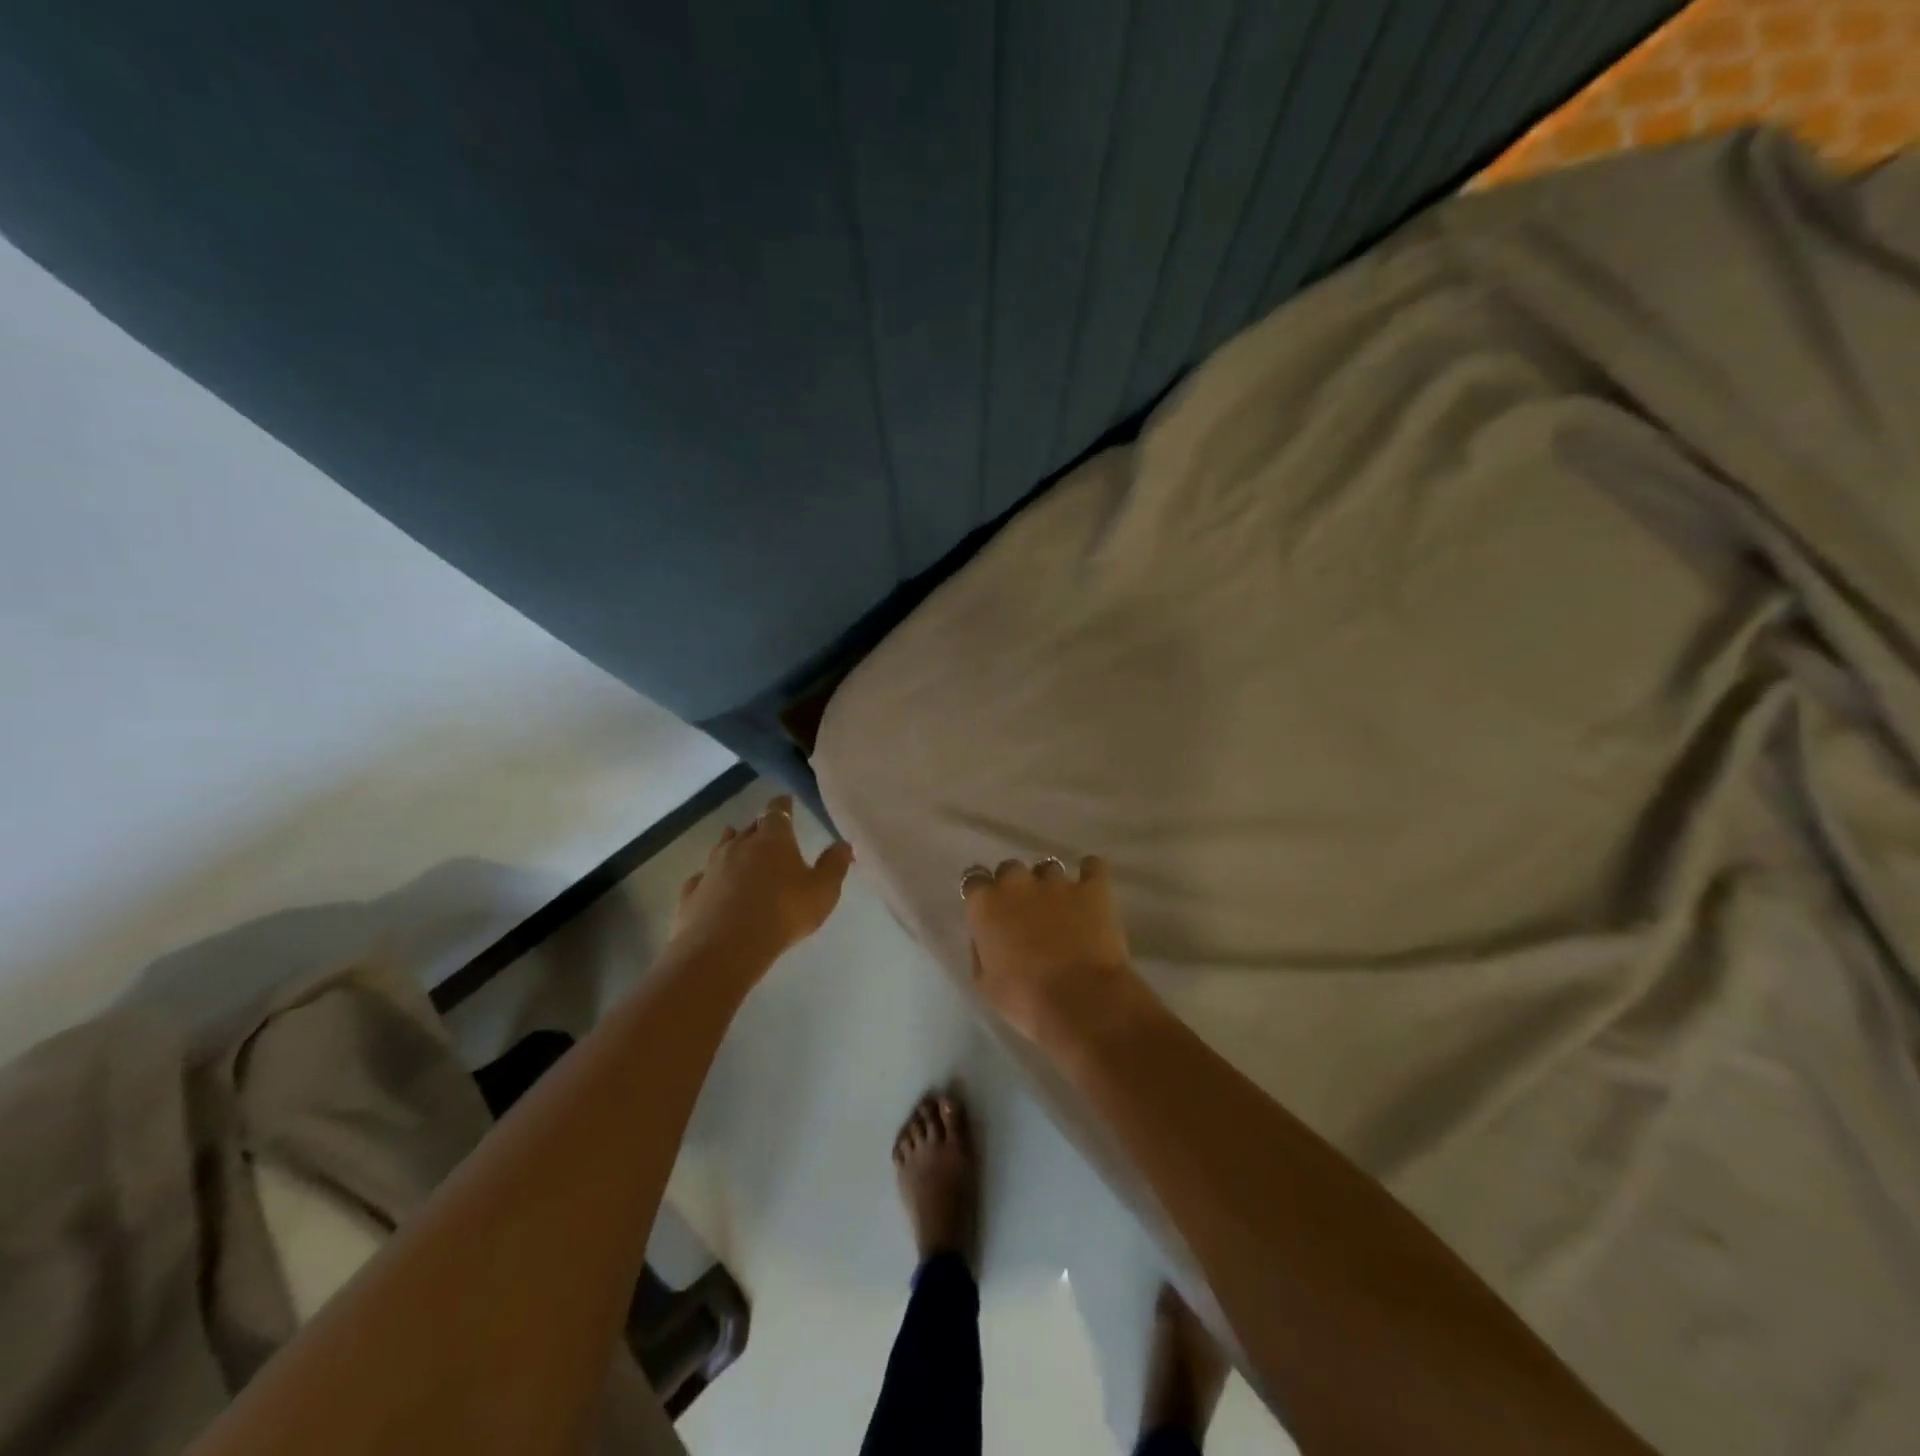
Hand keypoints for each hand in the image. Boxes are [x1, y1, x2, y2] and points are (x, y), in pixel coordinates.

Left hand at [673, 797, 854, 964]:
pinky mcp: (692, 893)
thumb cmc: (783, 913)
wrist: (725, 948)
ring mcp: (711, 867)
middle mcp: (739, 845)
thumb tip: (844, 844)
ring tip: (737, 846)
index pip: (777, 811)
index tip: (786, 800)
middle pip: (750, 827)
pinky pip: (702, 877)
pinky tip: (711, 884)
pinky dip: (710, 877)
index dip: (782, 804)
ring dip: (732, 845)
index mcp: (772, 839)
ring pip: (722, 847)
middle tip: (769, 832)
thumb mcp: (822, 891)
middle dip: (760, 827)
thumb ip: (835, 865)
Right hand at [962, 855, 1144, 1047]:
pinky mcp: (1093, 887)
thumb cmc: (1025, 999)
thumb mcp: (985, 983)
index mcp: (986, 905)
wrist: (1080, 1000)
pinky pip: (1092, 866)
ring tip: (1062, 907)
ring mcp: (1057, 882)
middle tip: (1026, 912)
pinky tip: (1091, 890)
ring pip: (1048, 868)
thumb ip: (981, 949)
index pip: (974, 879)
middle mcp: (1018, 883)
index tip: (990, 909)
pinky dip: (1091, 873)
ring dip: (1050, 884)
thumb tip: (987, 935)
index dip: (983, 893)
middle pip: (1011, 869)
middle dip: (1015, 886)